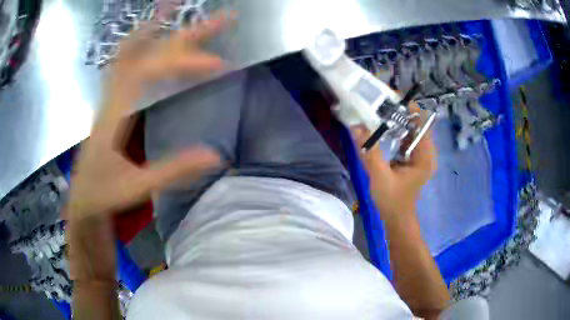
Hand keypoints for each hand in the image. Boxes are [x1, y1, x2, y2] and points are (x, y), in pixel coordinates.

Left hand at [66, 13, 230, 220]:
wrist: (82, 199)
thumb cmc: (104, 194)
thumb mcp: (137, 188)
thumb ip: (172, 170)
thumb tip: (216, 156)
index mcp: (116, 112)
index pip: (151, 70)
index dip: (186, 62)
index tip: (219, 64)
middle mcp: (113, 94)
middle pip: (148, 49)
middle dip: (186, 31)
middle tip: (221, 18)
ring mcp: (111, 95)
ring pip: (132, 49)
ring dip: (157, 25)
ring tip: (177, 6)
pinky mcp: (113, 100)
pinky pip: (126, 62)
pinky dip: (141, 42)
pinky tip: (152, 36)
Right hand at [351, 110, 435, 217]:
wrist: (397, 218)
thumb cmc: (392, 201)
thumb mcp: (379, 176)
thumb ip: (369, 151)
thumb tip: (356, 126)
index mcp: (424, 156)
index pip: (421, 123)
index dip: (408, 108)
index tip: (390, 98)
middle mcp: (427, 152)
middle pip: (417, 123)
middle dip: (400, 112)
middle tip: (380, 103)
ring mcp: (421, 155)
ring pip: (411, 129)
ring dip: (398, 120)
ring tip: (380, 111)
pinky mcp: (414, 158)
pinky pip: (407, 138)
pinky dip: (397, 130)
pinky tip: (384, 127)